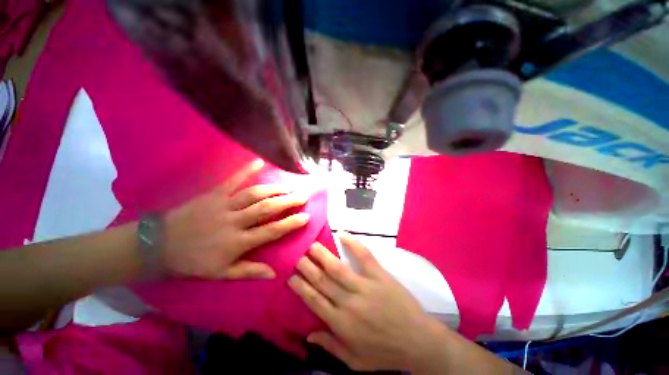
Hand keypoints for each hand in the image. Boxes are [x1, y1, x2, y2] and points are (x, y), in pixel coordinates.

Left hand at [162, 159, 309, 279]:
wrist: (159, 246)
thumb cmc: (194, 262)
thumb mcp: (221, 274)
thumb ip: (249, 272)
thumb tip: (274, 273)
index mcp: (238, 242)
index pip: (271, 231)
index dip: (290, 224)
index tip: (305, 217)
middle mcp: (235, 222)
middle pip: (266, 209)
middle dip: (288, 201)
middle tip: (303, 196)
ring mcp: (224, 206)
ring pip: (254, 194)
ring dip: (274, 189)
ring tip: (289, 186)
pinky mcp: (213, 195)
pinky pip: (232, 180)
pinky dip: (246, 170)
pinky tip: (259, 161)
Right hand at [288, 233, 445, 370]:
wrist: (419, 344)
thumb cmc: (386, 354)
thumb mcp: (355, 362)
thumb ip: (331, 346)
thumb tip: (307, 334)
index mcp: (340, 323)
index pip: (313, 300)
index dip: (300, 286)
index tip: (290, 274)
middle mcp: (348, 302)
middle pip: (322, 280)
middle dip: (307, 266)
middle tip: (297, 253)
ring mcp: (365, 286)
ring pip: (338, 268)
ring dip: (323, 255)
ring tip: (312, 244)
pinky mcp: (380, 276)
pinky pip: (364, 257)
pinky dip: (353, 244)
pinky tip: (342, 235)